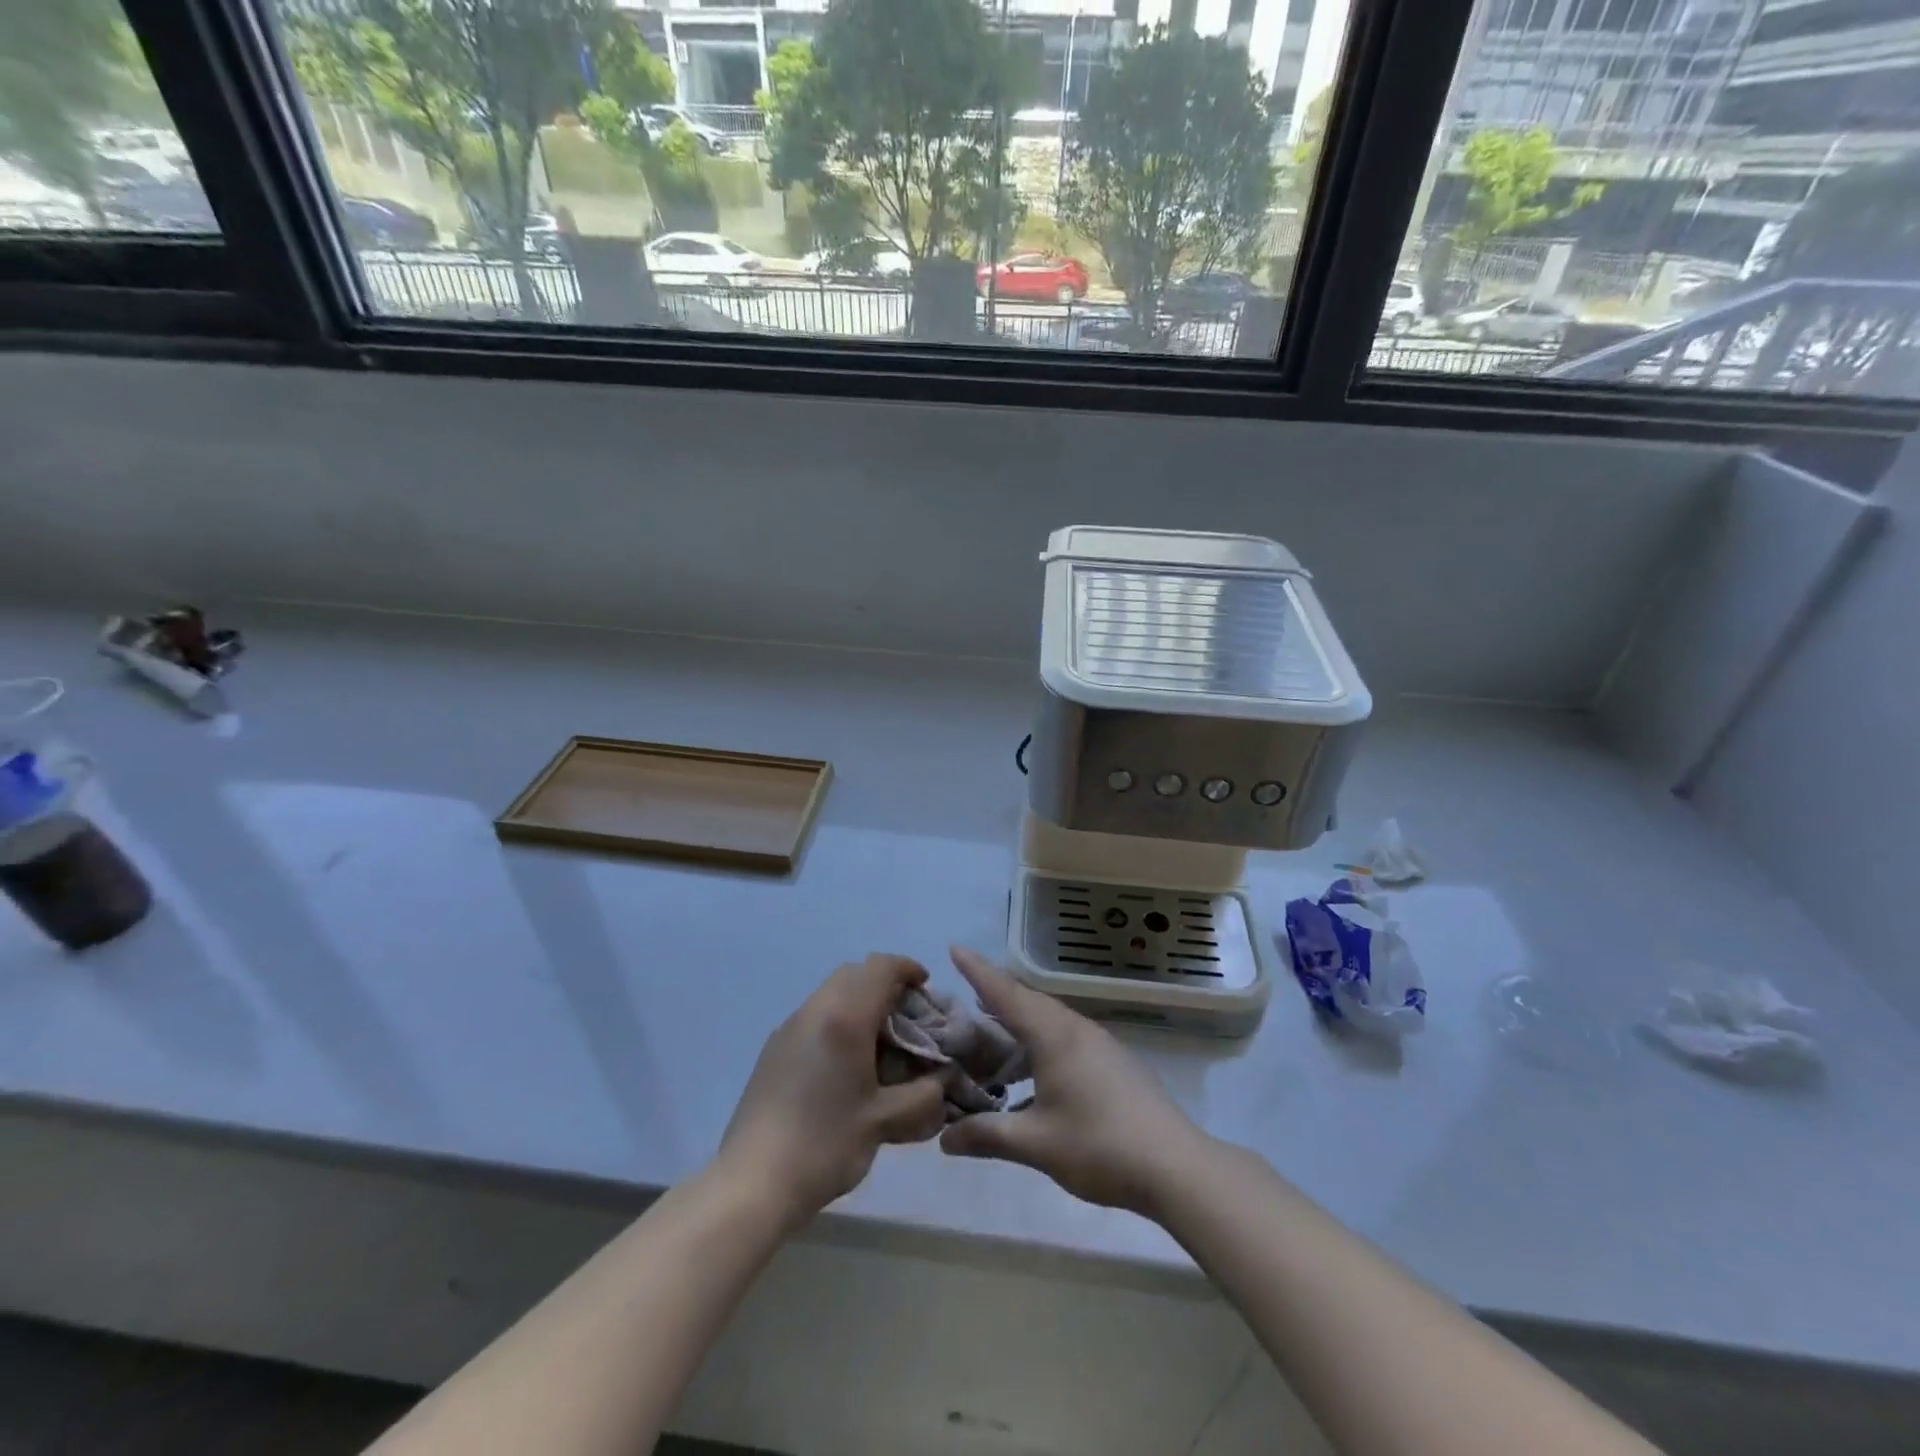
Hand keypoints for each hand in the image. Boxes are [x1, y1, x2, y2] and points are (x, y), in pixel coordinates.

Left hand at [717, 954, 947, 1229]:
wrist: (753, 1182)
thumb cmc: (825, 1144)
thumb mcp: (885, 1122)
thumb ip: (924, 1095)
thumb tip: (942, 1079)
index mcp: (844, 1017)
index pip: (881, 967)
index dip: (908, 969)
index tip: (926, 987)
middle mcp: (815, 1010)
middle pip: (855, 973)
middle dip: (885, 984)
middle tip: (907, 1017)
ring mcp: (789, 1027)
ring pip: (832, 992)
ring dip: (860, 1002)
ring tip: (880, 1043)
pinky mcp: (774, 1049)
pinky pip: (815, 1015)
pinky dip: (839, 1019)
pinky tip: (847, 1064)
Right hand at [938, 947, 1208, 1216]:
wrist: (1175, 1165)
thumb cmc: (1099, 1146)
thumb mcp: (1036, 1144)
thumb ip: (988, 1135)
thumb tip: (943, 1139)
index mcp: (1054, 1036)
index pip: (1006, 994)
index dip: (978, 971)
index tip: (955, 948)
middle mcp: (1076, 1028)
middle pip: (1028, 1001)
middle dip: (995, 994)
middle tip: (964, 995)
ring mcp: (1099, 1043)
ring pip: (1049, 1018)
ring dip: (1019, 1018)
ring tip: (993, 1028)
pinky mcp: (1114, 1061)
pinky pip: (1066, 1034)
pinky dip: (1040, 1037)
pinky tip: (1034, 1065)